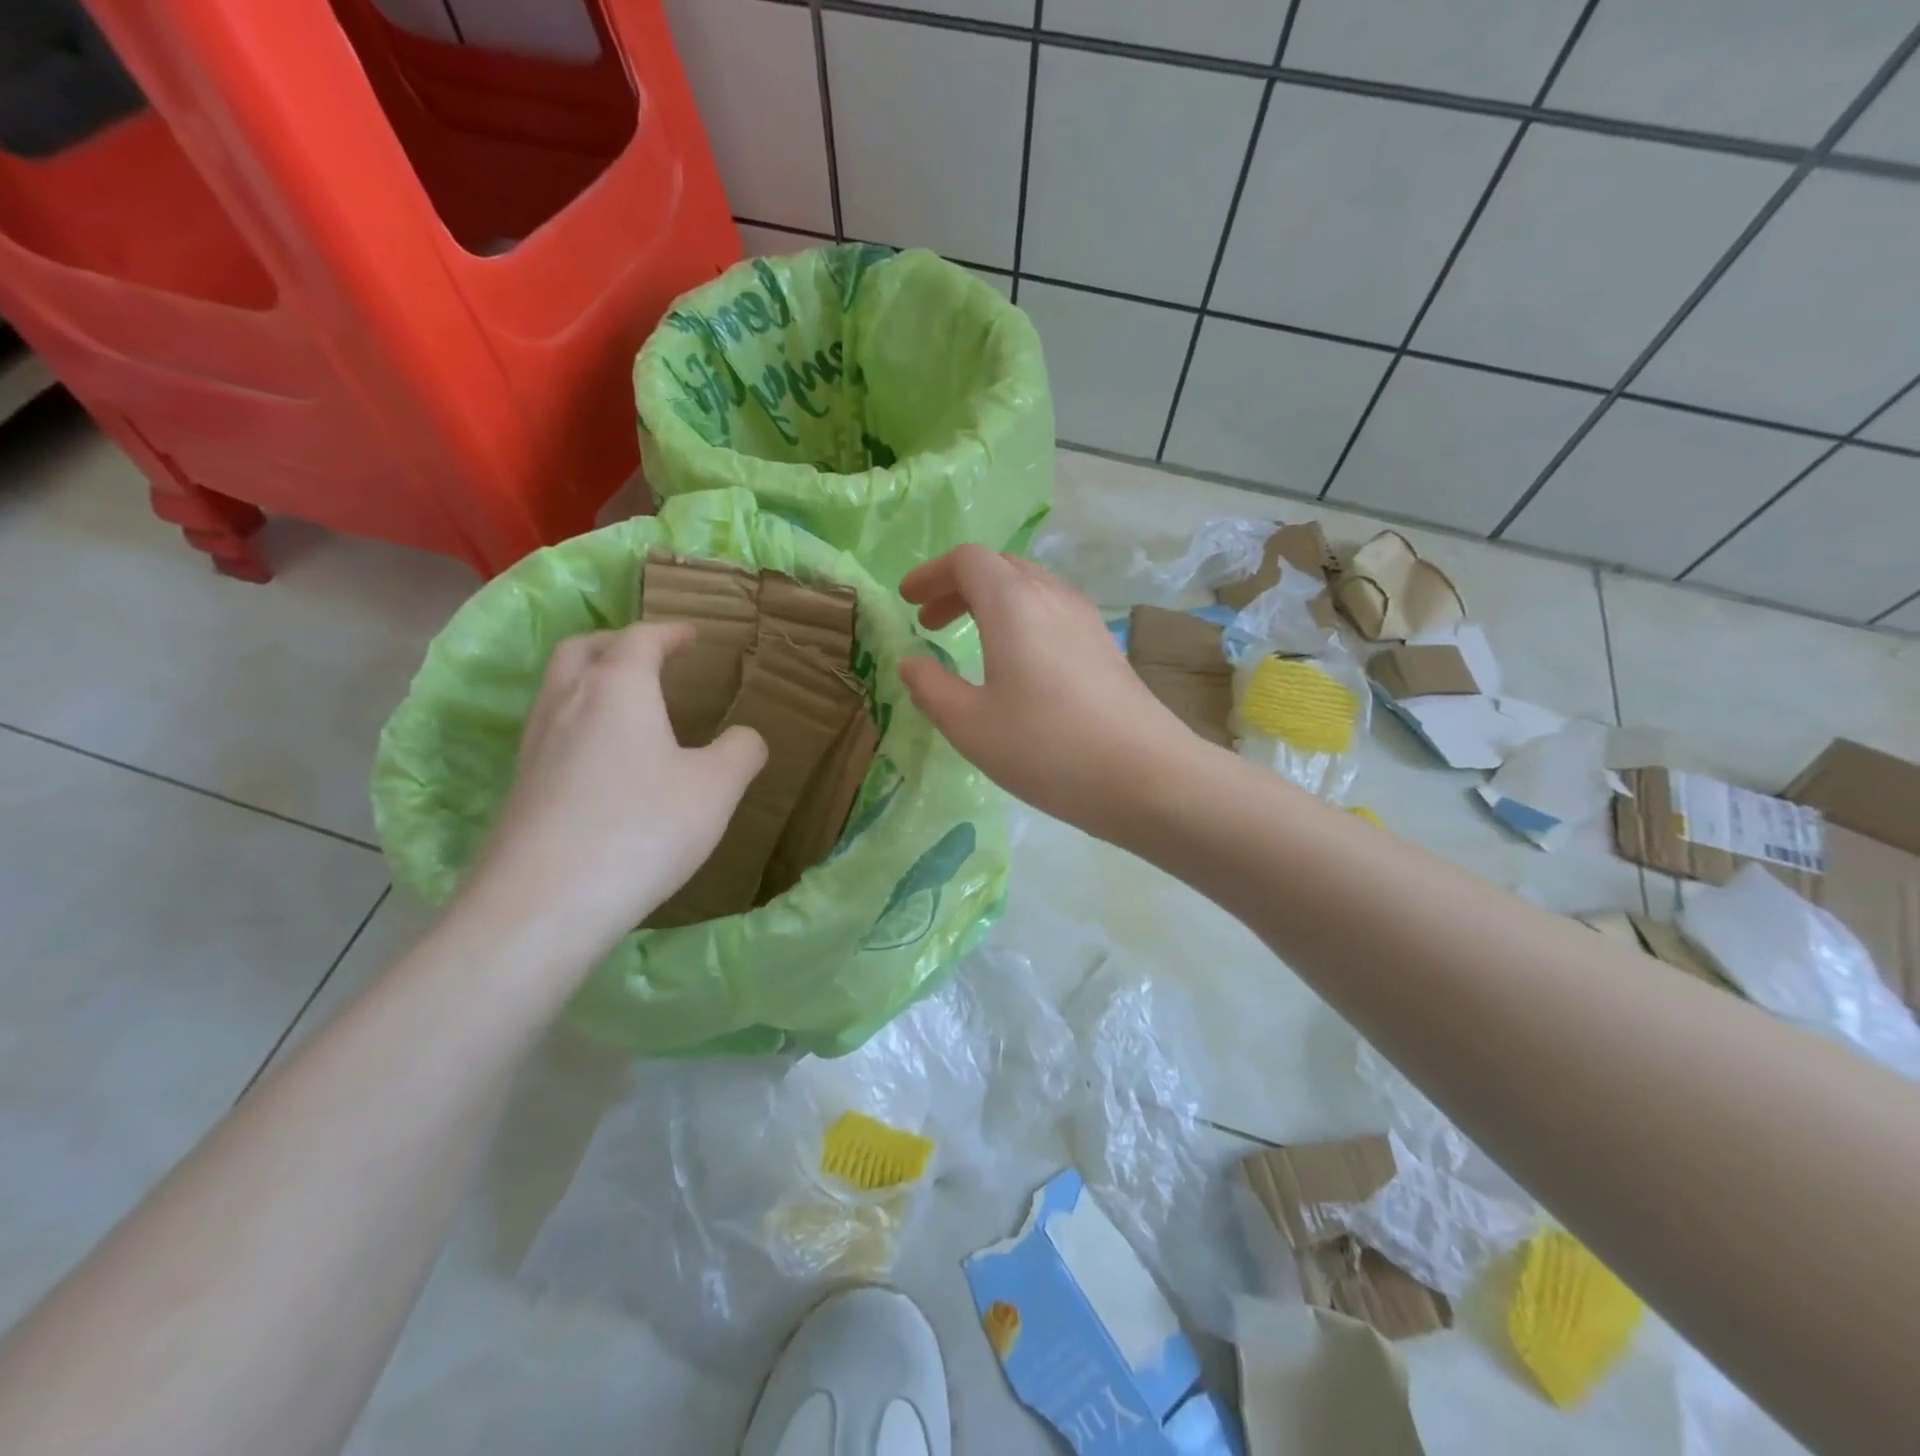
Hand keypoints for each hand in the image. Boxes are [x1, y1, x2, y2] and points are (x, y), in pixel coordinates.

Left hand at [457, 624, 766, 966]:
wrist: (543, 904)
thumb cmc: (641, 829)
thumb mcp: (716, 789)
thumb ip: (741, 752)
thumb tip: (746, 737)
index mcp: (617, 689)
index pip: (640, 640)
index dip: (670, 632)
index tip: (692, 634)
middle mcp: (566, 705)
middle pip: (582, 651)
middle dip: (617, 643)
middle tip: (649, 656)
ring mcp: (534, 747)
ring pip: (558, 691)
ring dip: (591, 682)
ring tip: (628, 706)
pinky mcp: (521, 789)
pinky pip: (551, 733)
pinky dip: (580, 724)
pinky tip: (605, 762)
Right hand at [898, 545, 1201, 840]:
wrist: (1146, 775)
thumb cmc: (1047, 748)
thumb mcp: (970, 725)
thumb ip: (931, 688)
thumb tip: (911, 663)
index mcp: (1013, 603)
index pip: (968, 560)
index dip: (932, 574)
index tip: (909, 601)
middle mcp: (1052, 596)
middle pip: (1000, 567)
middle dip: (959, 587)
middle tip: (931, 623)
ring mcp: (1086, 619)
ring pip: (1031, 588)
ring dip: (992, 603)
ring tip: (970, 640)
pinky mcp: (1105, 646)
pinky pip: (1053, 611)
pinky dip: (1021, 619)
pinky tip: (1018, 664)